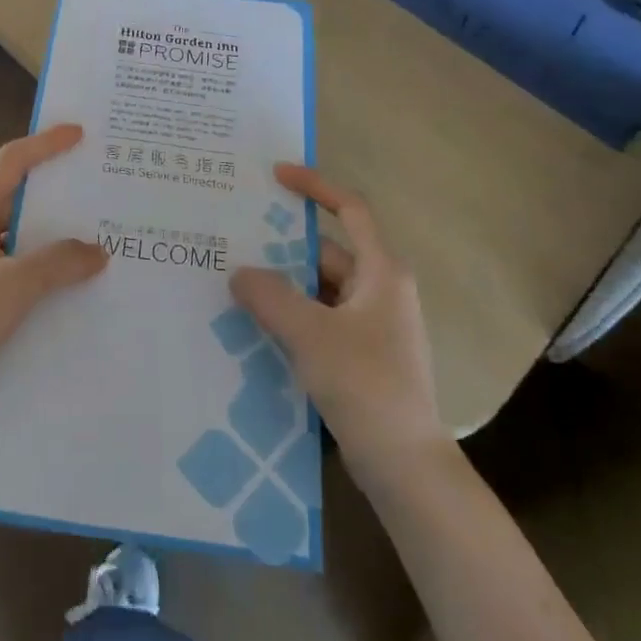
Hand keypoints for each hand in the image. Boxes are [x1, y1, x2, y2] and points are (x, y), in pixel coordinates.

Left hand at [0, 124, 107, 416]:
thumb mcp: (13, 286)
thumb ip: (58, 262)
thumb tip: (97, 251)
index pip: (10, 162)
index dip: (45, 144)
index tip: (80, 134)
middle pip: (16, 194)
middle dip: (56, 188)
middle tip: (97, 182)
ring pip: (19, 234)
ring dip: (54, 232)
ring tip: (97, 230)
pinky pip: (18, 266)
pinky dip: (45, 265)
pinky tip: (75, 278)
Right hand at [230, 164, 446, 473]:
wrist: (405, 465)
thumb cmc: (365, 384)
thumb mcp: (310, 334)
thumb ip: (270, 296)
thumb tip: (239, 272)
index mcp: (381, 271)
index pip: (350, 209)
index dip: (315, 186)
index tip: (276, 175)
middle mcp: (381, 290)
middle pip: (327, 251)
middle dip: (283, 245)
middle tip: (236, 237)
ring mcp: (373, 325)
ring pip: (320, 288)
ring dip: (284, 284)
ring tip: (235, 281)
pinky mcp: (363, 354)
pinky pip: (321, 319)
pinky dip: (292, 315)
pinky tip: (256, 325)